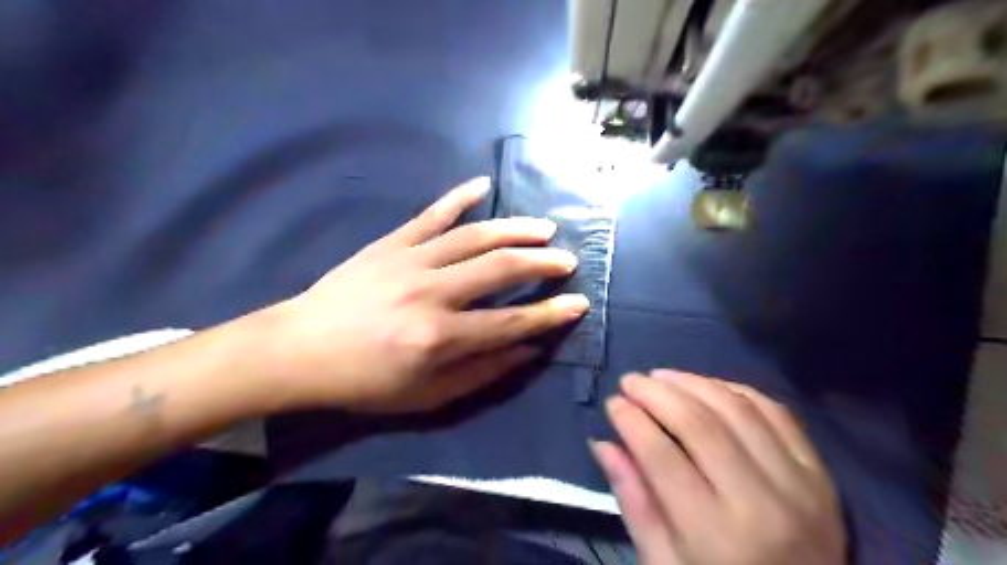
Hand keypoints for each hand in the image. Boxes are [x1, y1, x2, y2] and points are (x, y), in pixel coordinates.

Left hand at [263, 176, 590, 413]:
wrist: (299, 350)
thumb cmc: (365, 381)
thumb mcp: (427, 396)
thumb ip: (482, 372)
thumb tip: (528, 350)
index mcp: (440, 338)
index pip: (511, 322)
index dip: (550, 314)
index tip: (579, 303)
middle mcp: (431, 293)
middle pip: (501, 269)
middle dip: (542, 263)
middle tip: (567, 260)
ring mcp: (410, 261)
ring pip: (475, 236)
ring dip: (515, 229)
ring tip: (544, 228)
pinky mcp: (391, 243)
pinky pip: (431, 214)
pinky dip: (458, 197)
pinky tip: (484, 185)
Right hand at [592, 370, 842, 564]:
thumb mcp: (664, 564)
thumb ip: (634, 502)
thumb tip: (602, 443)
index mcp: (715, 535)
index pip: (662, 457)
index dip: (631, 421)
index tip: (612, 402)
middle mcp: (762, 503)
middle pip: (700, 424)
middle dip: (656, 393)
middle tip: (630, 380)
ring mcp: (799, 484)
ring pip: (737, 408)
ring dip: (693, 382)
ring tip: (661, 377)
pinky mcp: (820, 474)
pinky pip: (776, 412)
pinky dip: (736, 390)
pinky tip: (708, 387)